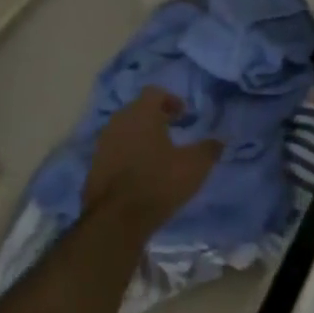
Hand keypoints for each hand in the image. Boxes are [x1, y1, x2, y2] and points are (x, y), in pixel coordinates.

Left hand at [84, 88, 222, 233]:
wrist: (116, 219)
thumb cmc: (159, 182)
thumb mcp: (195, 166)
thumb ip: (209, 149)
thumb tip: (219, 141)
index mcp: (141, 113)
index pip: (154, 92)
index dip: (171, 100)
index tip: (184, 115)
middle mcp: (118, 122)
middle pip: (137, 109)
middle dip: (155, 117)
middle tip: (172, 131)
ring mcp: (102, 144)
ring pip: (124, 130)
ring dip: (139, 136)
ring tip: (157, 153)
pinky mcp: (94, 166)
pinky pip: (114, 150)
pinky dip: (127, 154)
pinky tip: (139, 172)